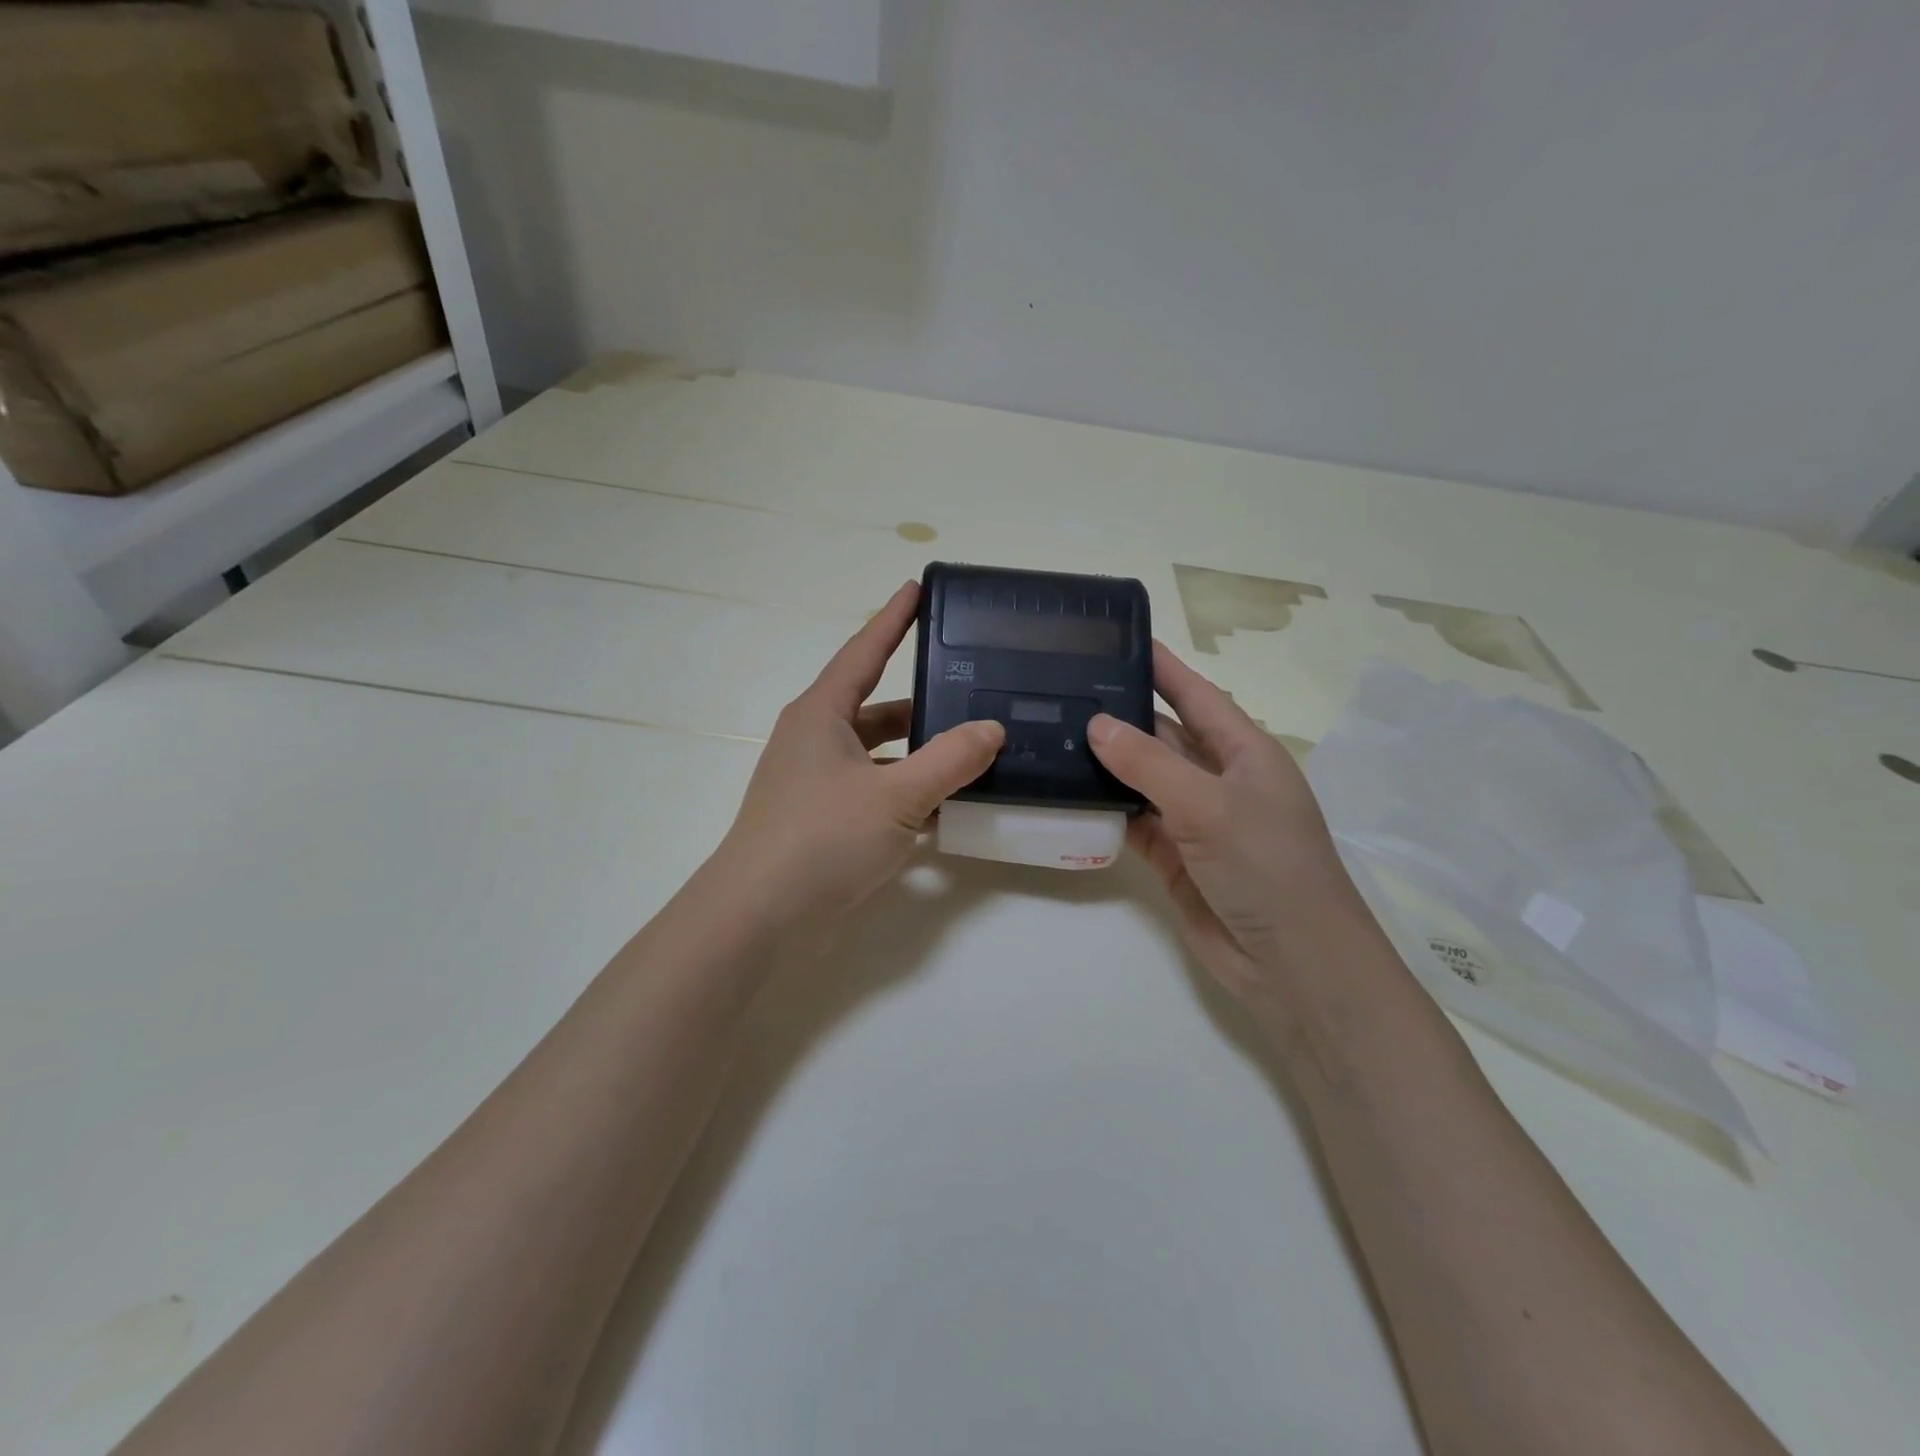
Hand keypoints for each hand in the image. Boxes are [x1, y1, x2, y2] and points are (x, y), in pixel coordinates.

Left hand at [712, 581, 1004, 933]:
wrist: (758, 916)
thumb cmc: (821, 839)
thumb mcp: (896, 796)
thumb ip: (950, 760)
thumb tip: (992, 729)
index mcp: (822, 714)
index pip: (864, 650)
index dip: (894, 618)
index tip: (918, 588)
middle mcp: (815, 738)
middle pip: (878, 707)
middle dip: (923, 700)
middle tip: (973, 690)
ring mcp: (816, 781)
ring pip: (879, 753)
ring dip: (920, 754)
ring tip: (974, 752)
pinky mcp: (822, 818)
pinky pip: (875, 790)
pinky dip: (907, 792)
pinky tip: (946, 807)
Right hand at [1089, 642, 1375, 1008]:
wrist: (1292, 963)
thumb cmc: (1266, 867)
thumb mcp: (1208, 805)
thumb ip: (1149, 763)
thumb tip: (1097, 724)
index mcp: (1244, 751)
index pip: (1196, 694)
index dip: (1161, 666)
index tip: (1117, 639)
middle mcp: (1219, 779)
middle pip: (1164, 735)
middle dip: (1121, 715)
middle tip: (1063, 691)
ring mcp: (1196, 820)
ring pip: (1143, 779)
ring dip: (1107, 764)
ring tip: (1053, 736)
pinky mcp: (1176, 857)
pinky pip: (1134, 822)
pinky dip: (1107, 810)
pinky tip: (1068, 794)